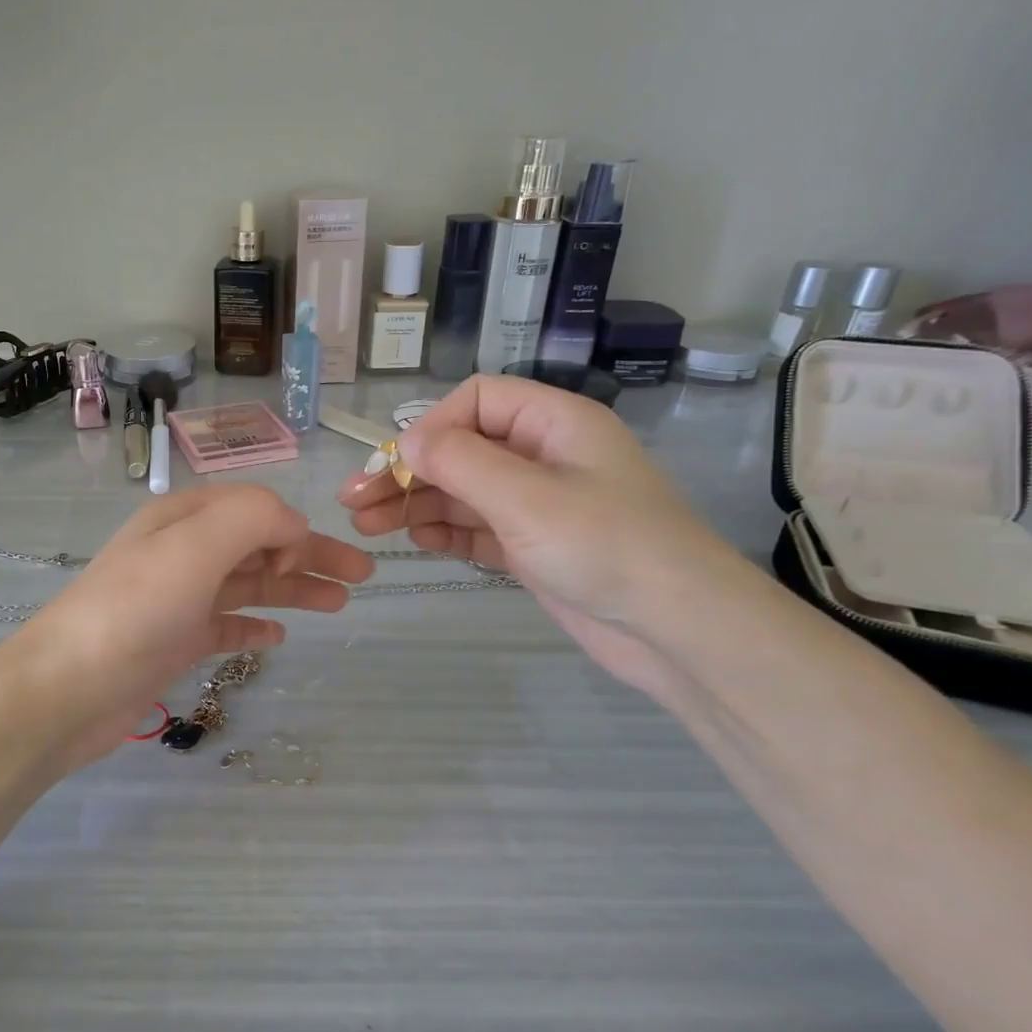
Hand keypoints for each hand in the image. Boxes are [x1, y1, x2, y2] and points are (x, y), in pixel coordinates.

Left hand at [0, 484, 373, 770]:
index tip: (314, 559)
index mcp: (183, 519)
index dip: (290, 525)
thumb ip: (251, 519)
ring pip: (248, 584)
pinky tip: (278, 637)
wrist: (67, 689)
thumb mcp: (194, 547)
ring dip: (293, 588)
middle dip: (310, 556)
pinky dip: (255, 625)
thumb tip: (292, 528)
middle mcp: (182, 553)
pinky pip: (226, 625)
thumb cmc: (133, 610)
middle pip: (258, 545)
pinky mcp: (174, 641)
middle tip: (362, 576)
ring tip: (339, 603)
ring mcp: (178, 599)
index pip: (252, 507)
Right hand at [338, 375, 744, 696]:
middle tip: (354, 499)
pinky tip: (412, 539)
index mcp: (554, 422)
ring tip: (366, 524)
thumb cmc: (605, 545)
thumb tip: (407, 442)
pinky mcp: (534, 545)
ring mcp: (538, 503)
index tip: (396, 465)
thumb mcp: (526, 496)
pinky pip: (477, 526)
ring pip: (462, 491)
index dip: (430, 427)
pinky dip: (443, 530)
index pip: (476, 401)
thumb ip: (460, 462)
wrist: (677, 629)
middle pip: (461, 449)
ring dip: (415, 503)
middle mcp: (543, 455)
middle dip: (407, 472)